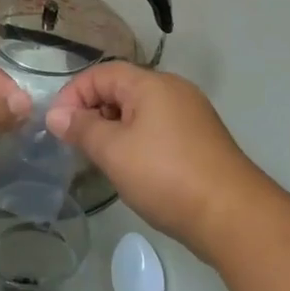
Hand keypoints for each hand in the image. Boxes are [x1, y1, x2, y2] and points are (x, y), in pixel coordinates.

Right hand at [46, 64, 267, 260]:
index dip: (74, 94)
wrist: (233, 216)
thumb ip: (82, 129)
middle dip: (93, 112)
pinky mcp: (201, 140)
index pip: (102, 73)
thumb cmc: (166, 176)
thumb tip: (55, 115)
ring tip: (99, 158)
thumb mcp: (114, 151)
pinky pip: (158, 129)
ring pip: (140, 111)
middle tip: (75, 143)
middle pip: (122, 89)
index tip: (57, 125)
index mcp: (152, 84)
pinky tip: (131, 168)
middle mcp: (174, 90)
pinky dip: (137, 140)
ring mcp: (191, 115)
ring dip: (114, 128)